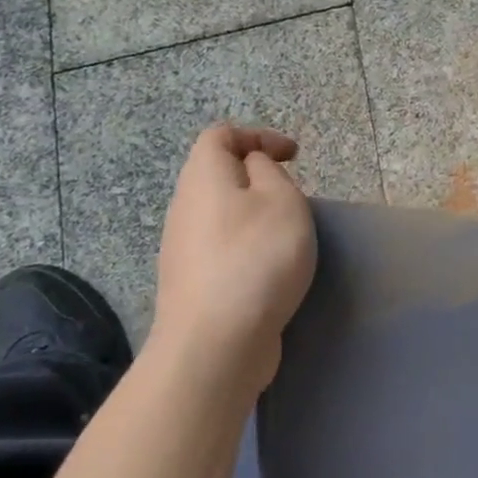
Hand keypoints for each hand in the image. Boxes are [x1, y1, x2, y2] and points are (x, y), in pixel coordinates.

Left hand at [150, 124, 316, 396]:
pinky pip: (220, 248)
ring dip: (252, 215)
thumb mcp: (282, 200)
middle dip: (256, 177)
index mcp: (203, 176)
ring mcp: (182, 247)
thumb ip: (270, 172)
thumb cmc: (257, 259)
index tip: (294, 156)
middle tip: (292, 196)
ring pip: (219, 214)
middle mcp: (184, 206)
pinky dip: (245, 246)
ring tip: (285, 235)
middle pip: (216, 174)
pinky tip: (268, 270)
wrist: (216, 342)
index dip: (258, 136)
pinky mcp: (191, 282)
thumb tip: (253, 168)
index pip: (221, 135)